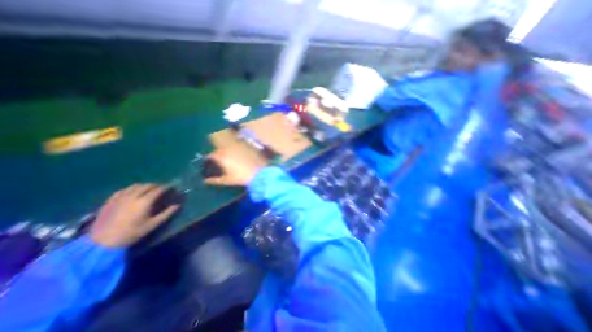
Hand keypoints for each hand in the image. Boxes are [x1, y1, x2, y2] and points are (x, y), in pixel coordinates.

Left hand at [89, 186, 179, 246]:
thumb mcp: (153, 224)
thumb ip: (167, 213)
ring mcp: (120, 197)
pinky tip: (132, 193)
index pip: (159, 189)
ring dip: (144, 186)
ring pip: (135, 186)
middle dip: (156, 186)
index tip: (172, 187)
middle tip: (161, 189)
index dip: (167, 187)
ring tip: (147, 190)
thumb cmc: (132, 233)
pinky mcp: (110, 201)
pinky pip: (123, 190)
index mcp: (145, 201)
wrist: (102, 242)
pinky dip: (130, 189)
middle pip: (147, 185)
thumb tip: (177, 205)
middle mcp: (133, 196)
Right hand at [206, 148, 265, 185]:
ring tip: (231, 155)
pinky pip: (240, 144)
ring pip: (230, 144)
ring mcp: (239, 145)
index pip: (211, 155)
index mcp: (222, 156)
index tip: (210, 162)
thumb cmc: (242, 178)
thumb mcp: (227, 180)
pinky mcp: (248, 145)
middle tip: (221, 159)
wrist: (260, 173)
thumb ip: (215, 180)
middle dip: (219, 153)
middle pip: (220, 148)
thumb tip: (205, 181)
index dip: (210, 159)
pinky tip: (241, 153)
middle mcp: (229, 148)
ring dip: (228, 148)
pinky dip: (238, 147)